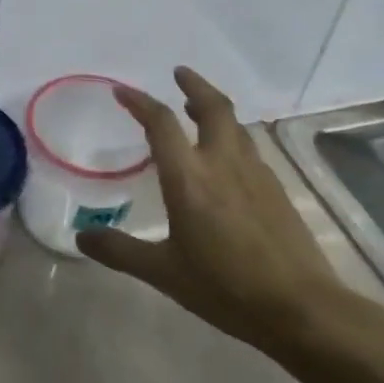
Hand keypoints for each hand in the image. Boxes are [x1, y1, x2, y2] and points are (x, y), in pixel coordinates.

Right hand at [75, 67, 353, 352]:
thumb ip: (120, 251)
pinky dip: (231, 137)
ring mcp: (256, 174)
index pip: (161, 123)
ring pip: (235, 126)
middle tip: (178, 73)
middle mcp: (223, 164)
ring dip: (213, 109)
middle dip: (194, 85)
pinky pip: (249, 148)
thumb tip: (81, 238)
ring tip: (196, 110)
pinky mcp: (277, 190)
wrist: (302, 308)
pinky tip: (225, 158)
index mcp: (189, 178)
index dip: (140, 102)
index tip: (122, 91)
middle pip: (212, 108)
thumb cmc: (225, 287)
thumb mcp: (163, 272)